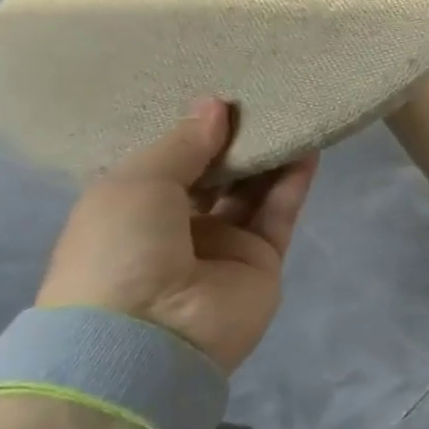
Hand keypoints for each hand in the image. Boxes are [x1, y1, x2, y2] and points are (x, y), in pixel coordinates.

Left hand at [37, 98, 318, 374]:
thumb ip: (183, 144)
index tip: (217, 91)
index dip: (190, 128)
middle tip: (260, 94)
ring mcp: (223, 244)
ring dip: (269, 154)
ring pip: (253, 189)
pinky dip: (294, 179)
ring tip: (291, 110)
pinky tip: (308, 144)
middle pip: (215, 173)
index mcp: (132, 209)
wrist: (148, 337)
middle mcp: (178, 225)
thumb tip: (216, 105)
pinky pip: (280, 210)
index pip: (168, 161)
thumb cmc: (119, 250)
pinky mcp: (263, 258)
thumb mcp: (136, 182)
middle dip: (235, 138)